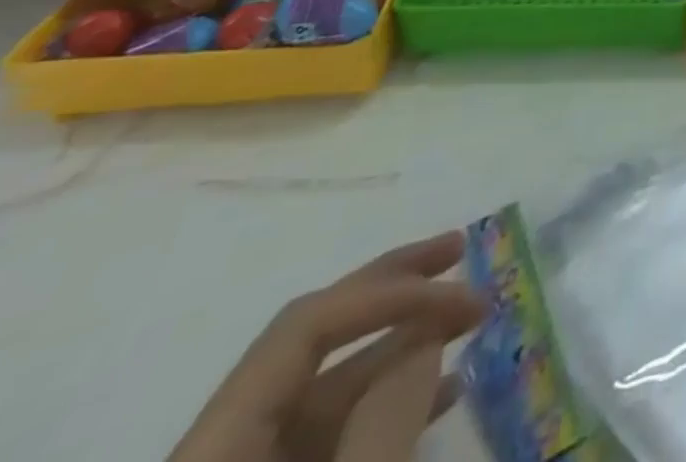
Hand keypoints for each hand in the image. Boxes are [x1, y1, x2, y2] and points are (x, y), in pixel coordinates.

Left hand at [170, 232, 487, 461]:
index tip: (460, 284)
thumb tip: (428, 335)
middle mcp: (225, 439)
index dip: (388, 291)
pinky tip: (446, 385)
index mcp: (214, 435)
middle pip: (315, 340)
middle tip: (461, 247)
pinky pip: (336, 432)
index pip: (306, 323)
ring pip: (333, 387)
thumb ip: (384, 421)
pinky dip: (392, 401)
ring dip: (407, 343)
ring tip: (471, 315)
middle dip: (396, 290)